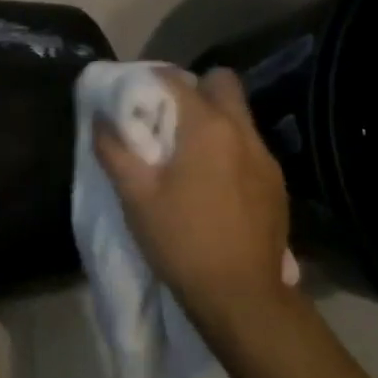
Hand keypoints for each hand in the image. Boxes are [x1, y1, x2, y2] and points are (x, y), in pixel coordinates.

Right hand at [93, 69, 294, 337]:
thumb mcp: (135, 196)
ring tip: (188, 154)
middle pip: (222, 83)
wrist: (240, 296)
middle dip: (195, 89)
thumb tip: (100, 117)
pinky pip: (249, 146)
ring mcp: (266, 158)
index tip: (135, 98)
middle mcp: (242, 131)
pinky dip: (229, 149)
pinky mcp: (277, 184)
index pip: (176, 80)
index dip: (152, 81)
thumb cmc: (181, 240)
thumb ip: (114, 149)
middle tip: (168, 118)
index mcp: (207, 127)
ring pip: (238, 116)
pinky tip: (213, 184)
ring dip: (213, 120)